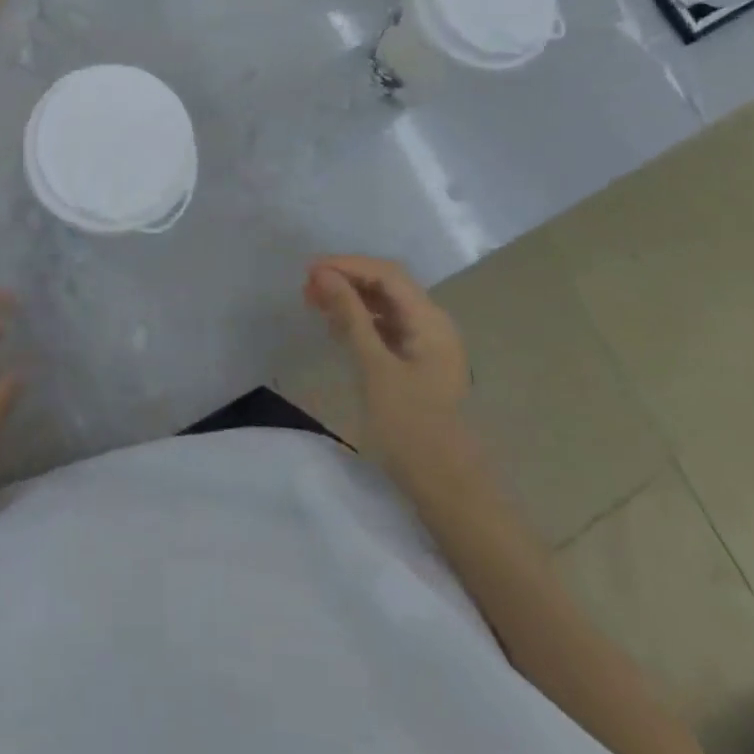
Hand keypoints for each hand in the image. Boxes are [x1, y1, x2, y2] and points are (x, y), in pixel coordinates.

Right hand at [303, 255, 472, 483]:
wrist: (446, 488)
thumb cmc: (410, 427)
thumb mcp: (374, 368)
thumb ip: (350, 316)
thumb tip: (324, 275)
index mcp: (430, 320)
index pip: (387, 274)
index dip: (348, 265)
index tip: (310, 271)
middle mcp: (432, 324)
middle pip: (387, 285)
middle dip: (347, 280)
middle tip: (307, 288)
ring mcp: (426, 344)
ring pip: (385, 306)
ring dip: (351, 299)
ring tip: (315, 302)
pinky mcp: (416, 364)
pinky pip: (386, 328)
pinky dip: (360, 322)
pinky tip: (337, 328)